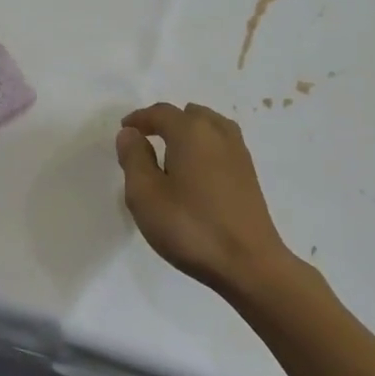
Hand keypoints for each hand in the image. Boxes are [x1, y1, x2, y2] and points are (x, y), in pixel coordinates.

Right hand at [114, 102, 312, 299]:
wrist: (249, 263)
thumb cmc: (190, 227)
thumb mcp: (145, 195)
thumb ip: (134, 159)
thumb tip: (130, 134)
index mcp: (191, 131)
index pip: (161, 113)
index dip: (139, 119)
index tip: (125, 130)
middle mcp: (218, 133)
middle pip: (188, 115)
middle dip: (165, 123)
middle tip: (146, 141)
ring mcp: (239, 152)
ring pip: (209, 127)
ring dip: (188, 133)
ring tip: (171, 155)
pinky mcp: (249, 173)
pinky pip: (221, 145)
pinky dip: (204, 147)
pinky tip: (196, 172)